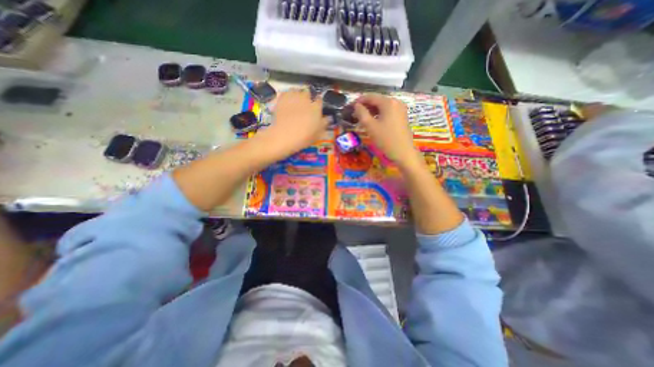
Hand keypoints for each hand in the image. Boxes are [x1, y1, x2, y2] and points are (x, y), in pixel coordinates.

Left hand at [254, 89, 329, 158]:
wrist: (285, 135)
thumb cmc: (304, 137)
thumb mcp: (318, 134)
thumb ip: (324, 124)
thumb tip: (328, 118)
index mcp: (316, 107)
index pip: (319, 100)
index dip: (318, 103)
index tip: (316, 107)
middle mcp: (306, 99)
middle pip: (307, 92)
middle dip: (307, 97)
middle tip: (304, 105)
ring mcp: (293, 97)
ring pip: (296, 90)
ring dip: (296, 94)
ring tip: (294, 101)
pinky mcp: (281, 99)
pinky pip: (285, 93)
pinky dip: (286, 96)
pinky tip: (285, 102)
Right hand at [353, 93, 418, 165]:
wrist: (403, 152)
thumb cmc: (386, 139)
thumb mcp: (370, 126)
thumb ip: (361, 113)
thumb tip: (356, 105)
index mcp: (388, 102)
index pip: (370, 96)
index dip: (358, 101)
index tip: (350, 107)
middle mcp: (396, 102)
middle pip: (377, 100)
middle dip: (365, 106)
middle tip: (354, 115)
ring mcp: (400, 109)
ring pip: (382, 106)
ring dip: (371, 111)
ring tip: (361, 119)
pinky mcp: (401, 116)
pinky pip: (387, 112)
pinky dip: (378, 115)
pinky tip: (372, 122)